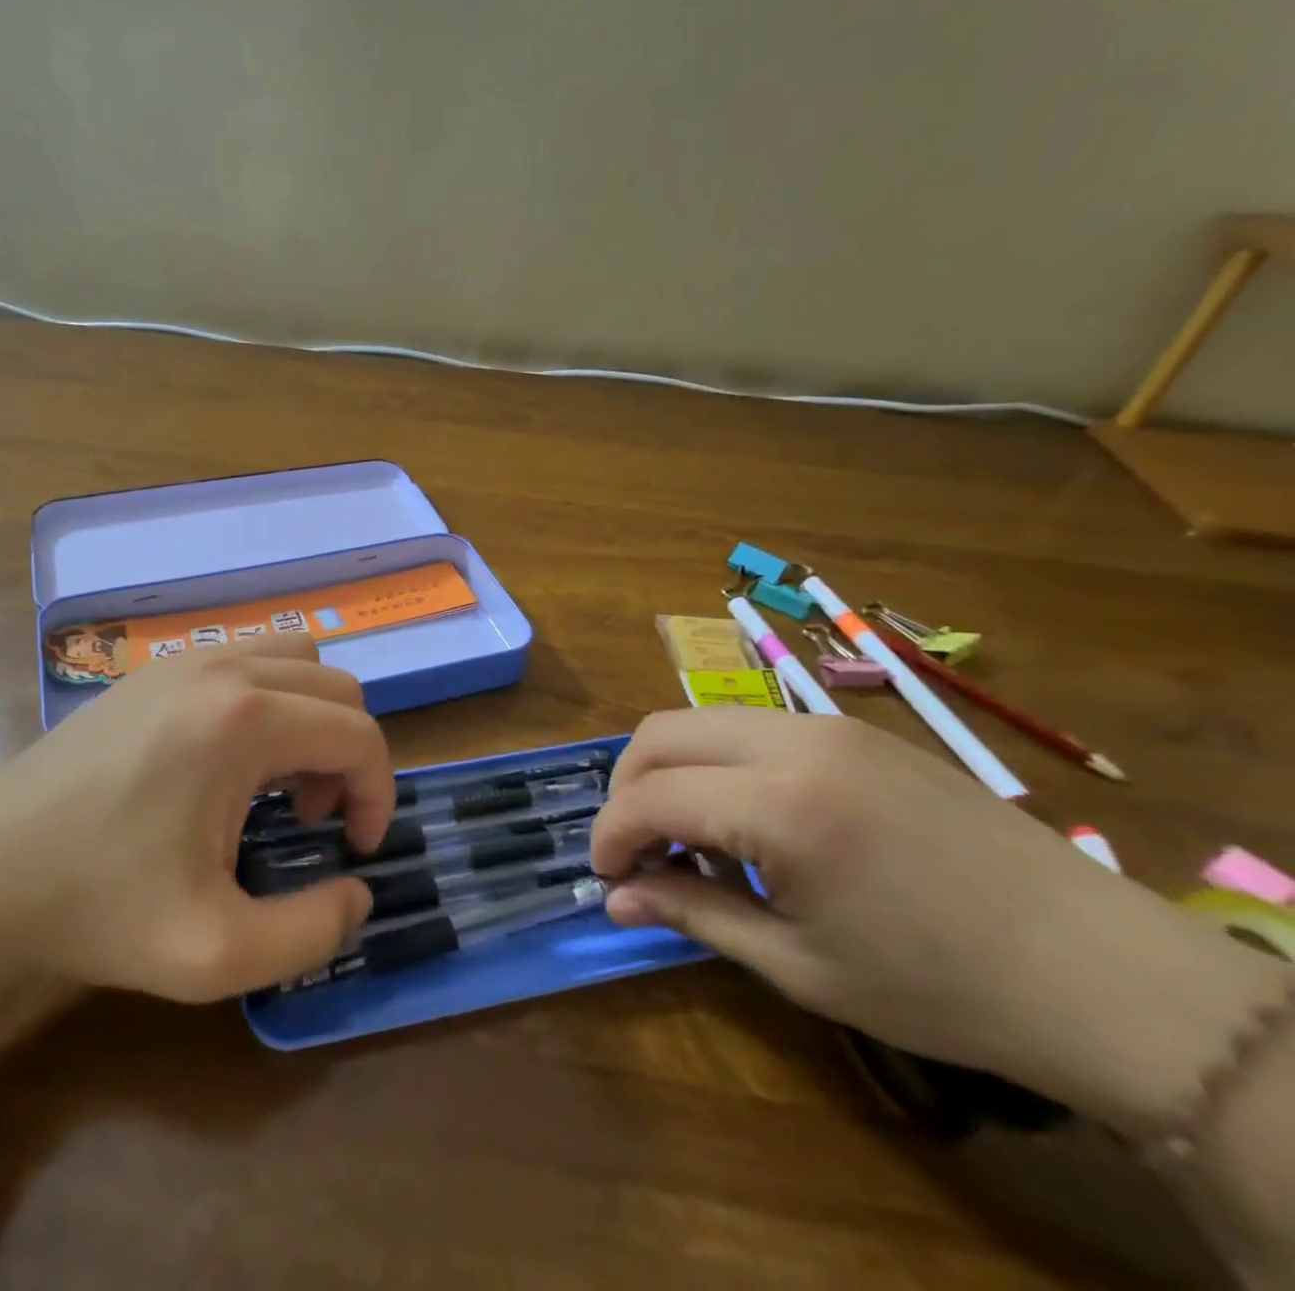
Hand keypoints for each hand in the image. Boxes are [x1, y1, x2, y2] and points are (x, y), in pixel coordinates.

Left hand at [0, 633, 394, 1012]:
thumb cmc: (99, 910)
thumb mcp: (217, 953)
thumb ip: (313, 933)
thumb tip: (357, 893)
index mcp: (243, 721)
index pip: (357, 734)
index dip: (378, 793)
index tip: (356, 848)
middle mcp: (221, 668)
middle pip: (336, 687)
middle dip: (347, 755)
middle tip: (313, 819)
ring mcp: (182, 659)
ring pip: (295, 659)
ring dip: (311, 717)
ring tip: (277, 781)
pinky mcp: (153, 669)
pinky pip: (246, 658)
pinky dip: (271, 698)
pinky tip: (232, 758)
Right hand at [591, 709, 1288, 1128]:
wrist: (1100, 971)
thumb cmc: (941, 987)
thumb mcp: (800, 964)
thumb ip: (694, 915)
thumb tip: (615, 899)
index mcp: (781, 806)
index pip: (652, 796)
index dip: (612, 835)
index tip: (607, 876)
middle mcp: (794, 742)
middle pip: (660, 733)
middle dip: (627, 789)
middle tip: (637, 850)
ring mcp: (828, 724)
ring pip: (700, 720)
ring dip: (671, 771)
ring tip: (692, 838)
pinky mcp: (854, 728)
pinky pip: (750, 727)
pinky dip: (719, 762)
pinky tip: (747, 820)